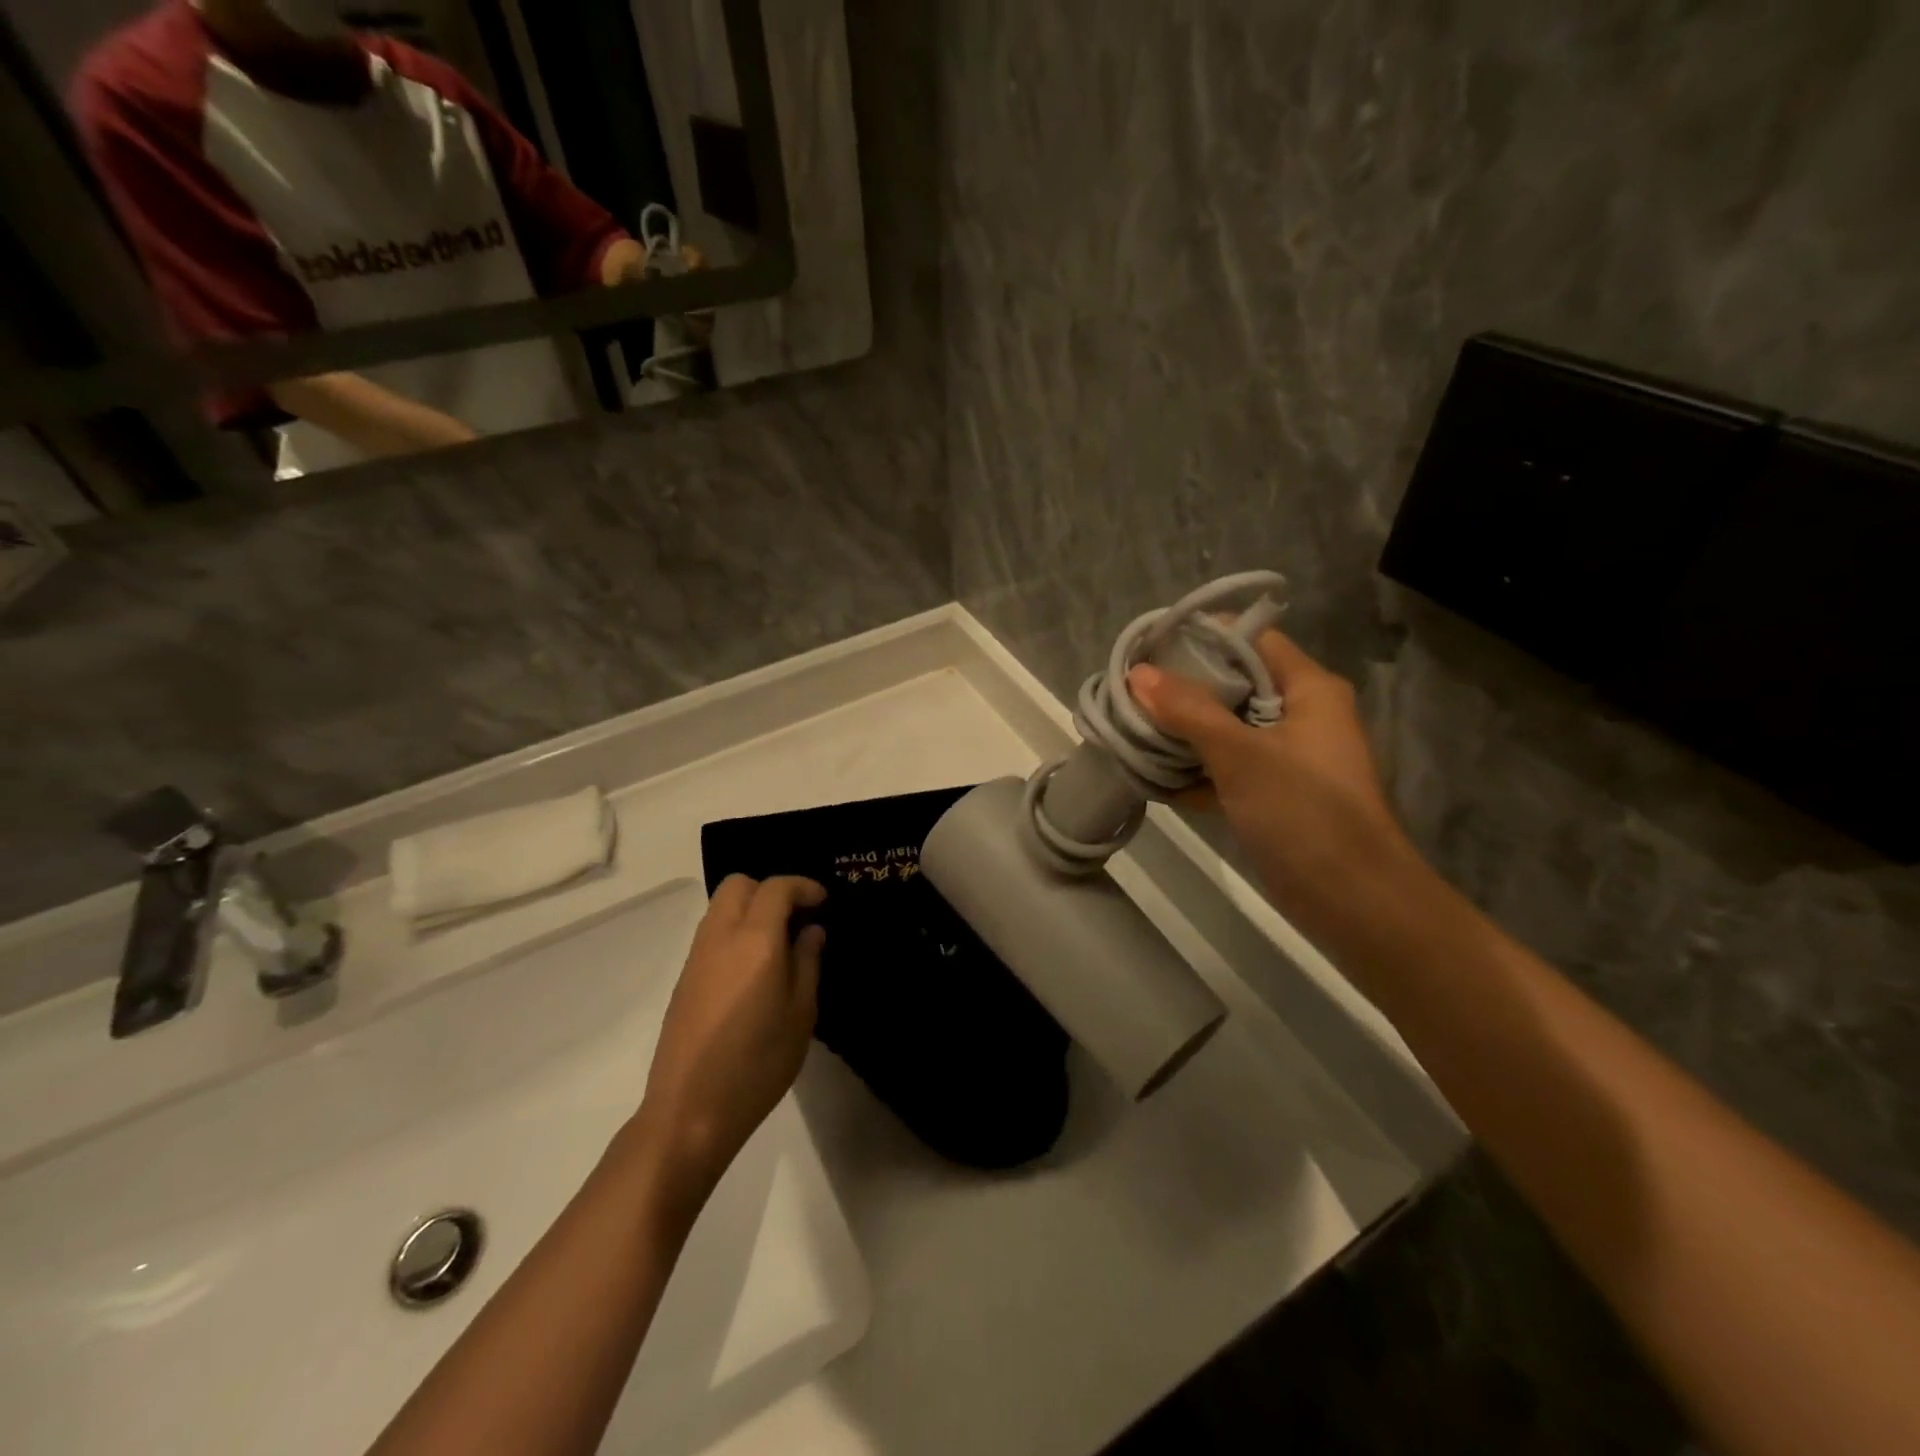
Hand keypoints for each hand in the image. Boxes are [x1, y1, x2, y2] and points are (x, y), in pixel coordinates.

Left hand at [638, 876, 825, 1196]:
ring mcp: (696, 957)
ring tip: (778, 942)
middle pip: (739, 884)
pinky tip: (753, 967)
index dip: (803, 887)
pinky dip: (735, 930)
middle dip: (771, 889)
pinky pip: (711, 932)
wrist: (690, 1111)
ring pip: (721, 906)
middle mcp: (720, 937)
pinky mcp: (684, 978)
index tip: (823, 902)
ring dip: (750, 908)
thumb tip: (811, 931)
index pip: (777, 888)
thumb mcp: (800, 1014)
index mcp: (754, 941)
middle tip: (796, 918)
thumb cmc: (758, 1064)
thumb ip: (807, 963)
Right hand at [1128, 631, 1420, 929]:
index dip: (1203, 637)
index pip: (1253, 641)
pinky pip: (1226, 771)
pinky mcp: (1274, 797)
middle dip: (1182, 690)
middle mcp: (1301, 716)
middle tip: (1130, 692)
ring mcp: (1287, 759)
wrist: (1355, 902)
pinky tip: (1149, 777)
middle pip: (1234, 685)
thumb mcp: (1242, 755)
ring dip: (1182, 734)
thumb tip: (1138, 674)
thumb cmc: (1305, 813)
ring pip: (1226, 731)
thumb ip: (1189, 711)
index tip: (1150, 646)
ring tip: (1129, 729)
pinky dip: (1193, 773)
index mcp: (1309, 690)